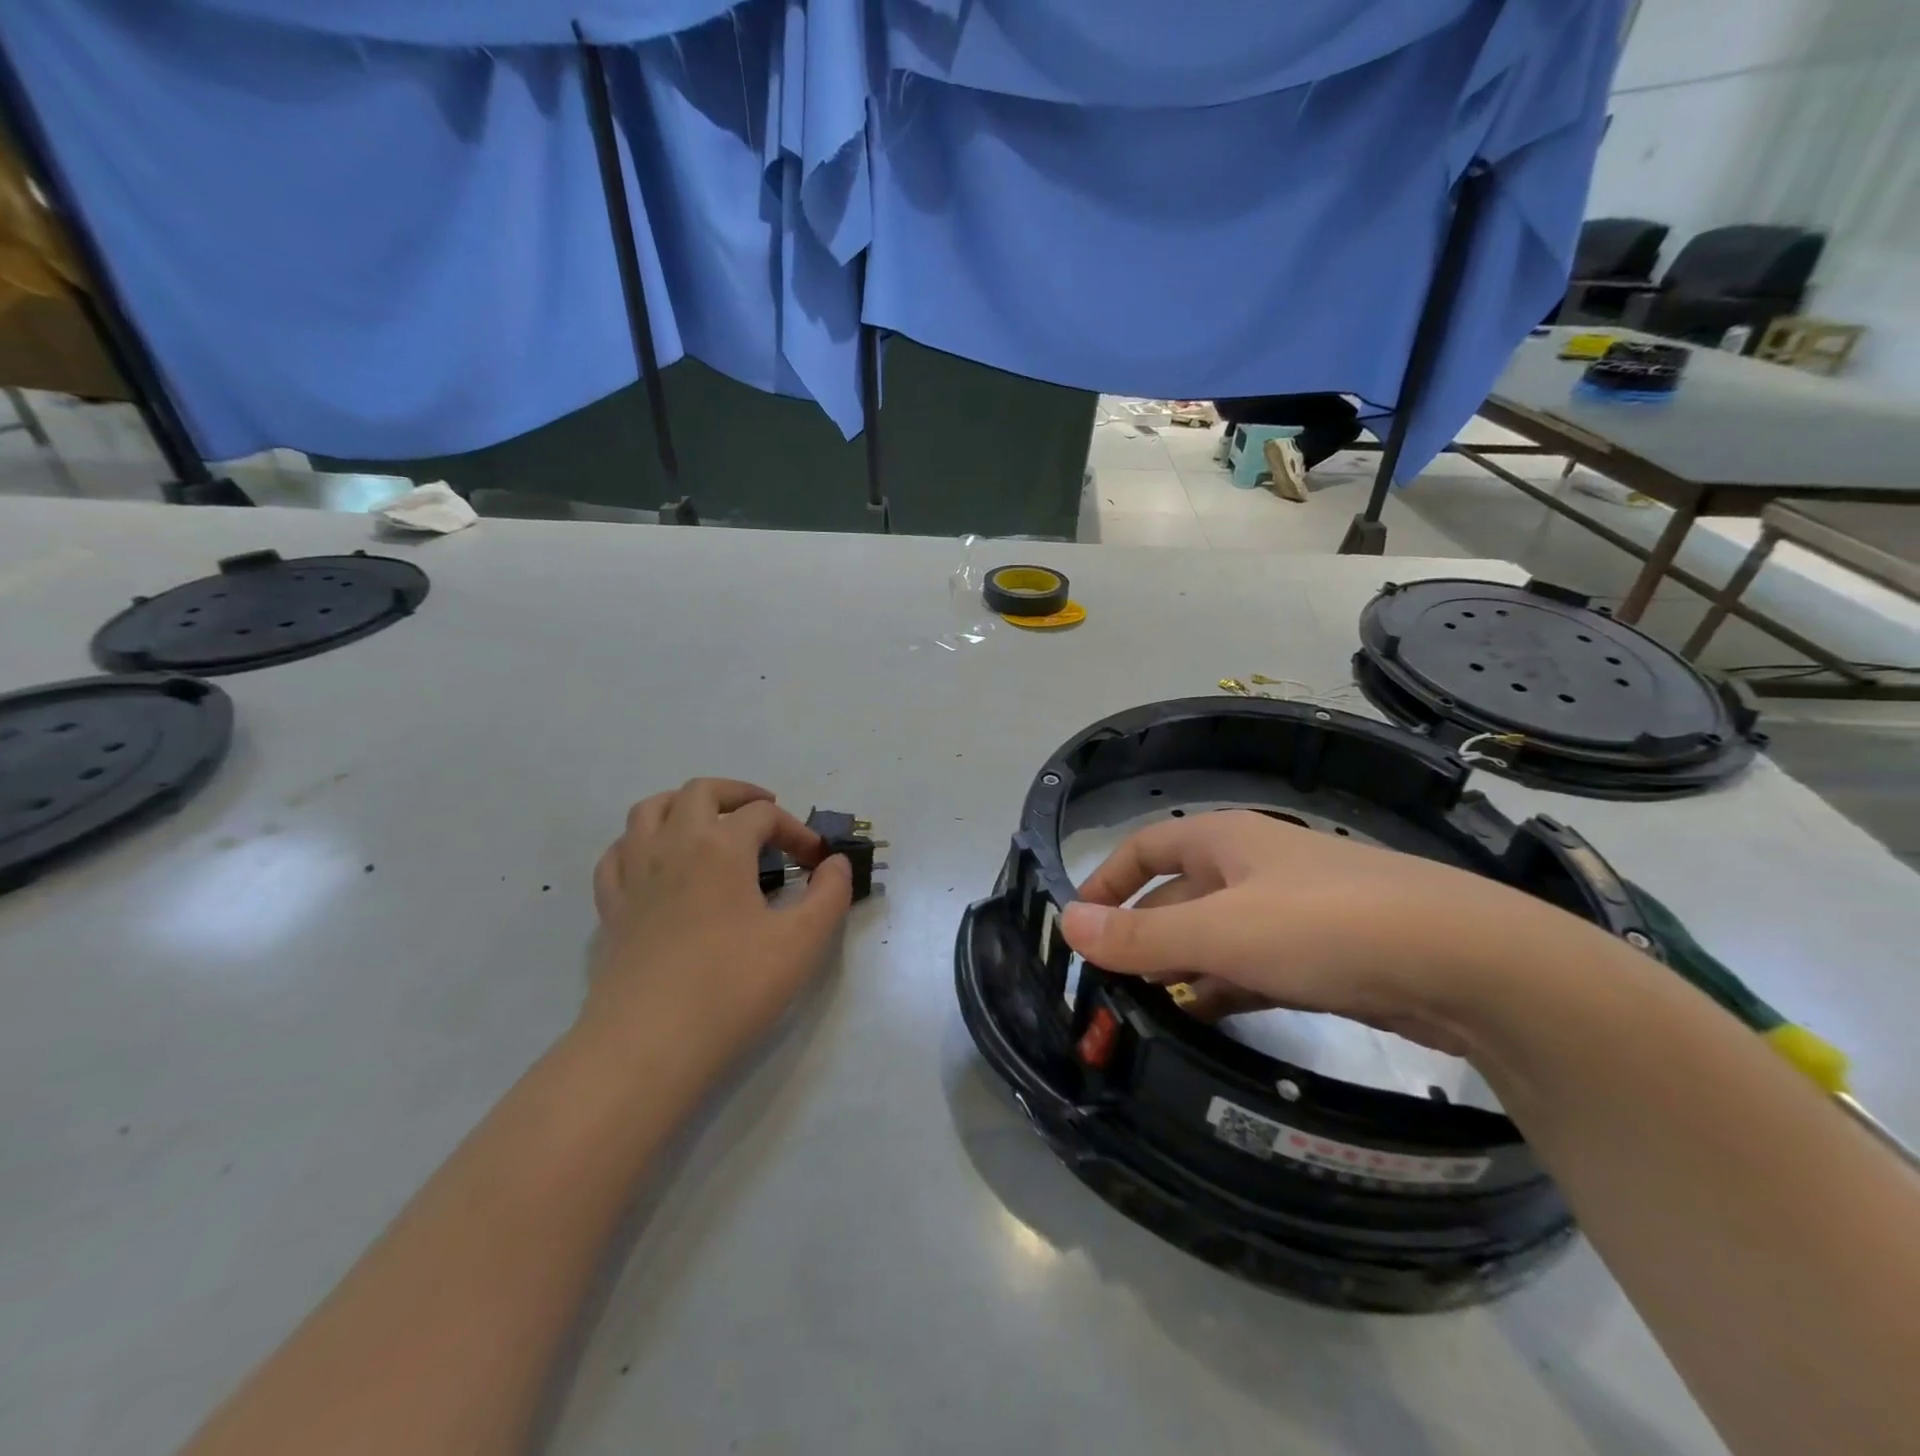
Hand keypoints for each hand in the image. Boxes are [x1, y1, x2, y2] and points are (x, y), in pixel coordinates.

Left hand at [583, 778, 852, 1077]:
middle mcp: (673, 845)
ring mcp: (634, 874)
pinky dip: (641, 843)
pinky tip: (657, 863)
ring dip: (684, 805)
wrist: (650, 1044)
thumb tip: (836, 864)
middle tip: (765, 813)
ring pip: (649, 810)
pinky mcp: (611, 907)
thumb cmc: (733, 987)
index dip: (796, 831)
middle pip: (701, 791)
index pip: (763, 815)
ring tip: (708, 824)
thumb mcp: (803, 941)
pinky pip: (618, 853)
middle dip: (738, 794)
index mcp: (721, 846)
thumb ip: (830, 894)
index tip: (816, 864)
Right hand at [1060, 810, 1561, 1054]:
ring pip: (1217, 935)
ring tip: (1144, 1010)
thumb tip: (1067, 922)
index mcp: (1226, 841)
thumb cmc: (1326, 926)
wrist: (1470, 963)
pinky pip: (1254, 966)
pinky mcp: (1325, 954)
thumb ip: (1143, 935)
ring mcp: (1293, 911)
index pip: (1146, 847)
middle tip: (1106, 982)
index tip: (1078, 923)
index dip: (1107, 880)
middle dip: (1142, 934)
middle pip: (1179, 894)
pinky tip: (1206, 1019)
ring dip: (1181, 967)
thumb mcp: (1222, 932)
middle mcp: (1255, 867)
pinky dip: (1224, 988)